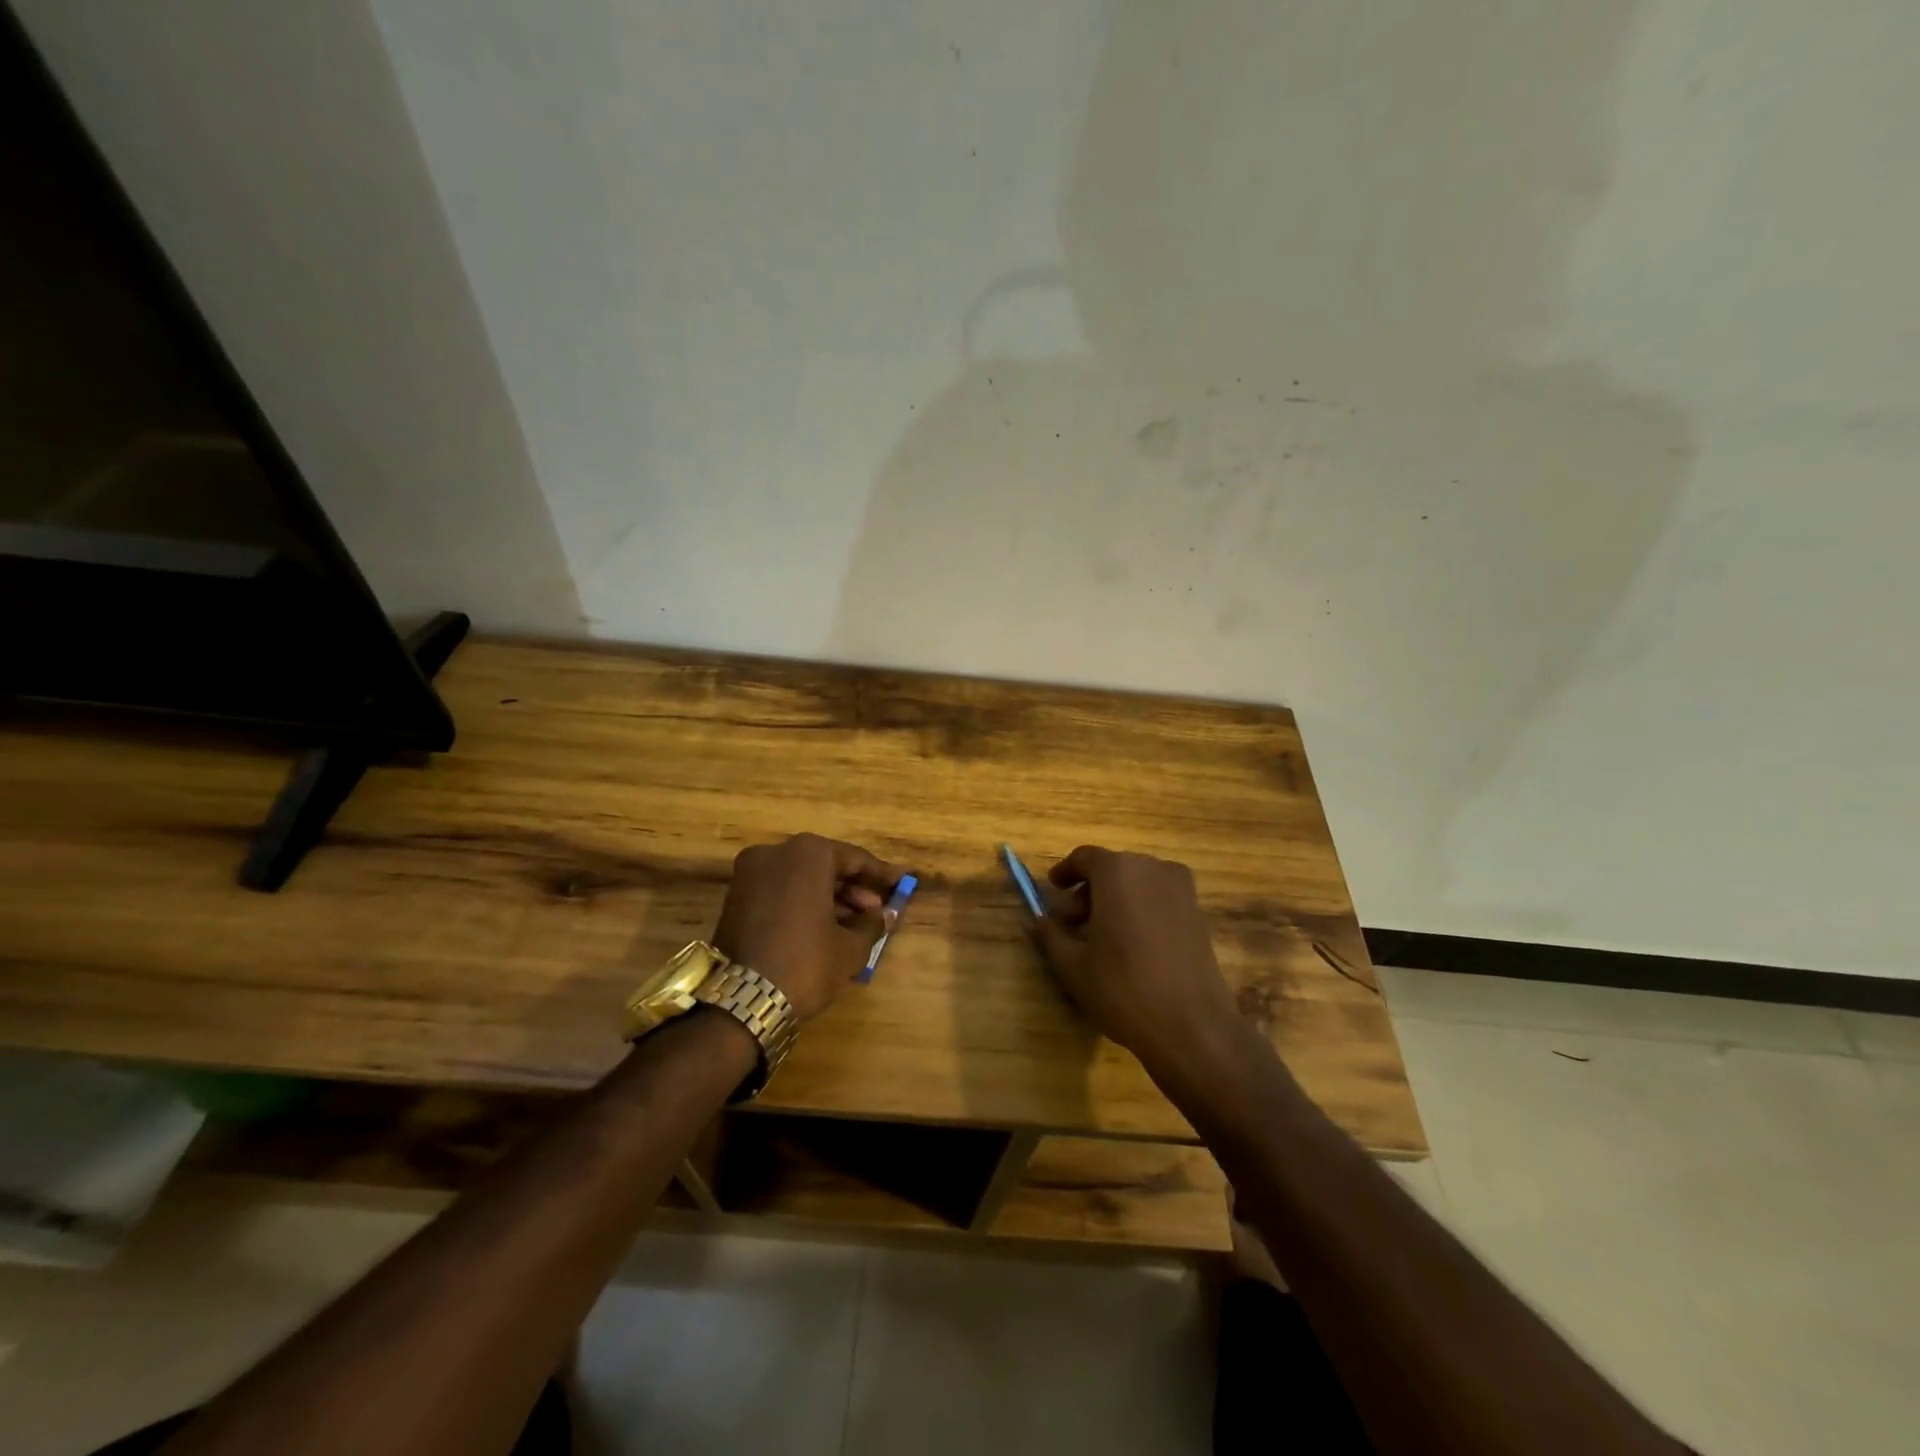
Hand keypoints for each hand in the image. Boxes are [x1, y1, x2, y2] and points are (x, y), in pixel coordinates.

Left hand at [711, 833, 902, 1021]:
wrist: (742, 1001)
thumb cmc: (806, 963)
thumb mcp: (850, 947)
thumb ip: (872, 924)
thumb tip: (886, 914)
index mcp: (807, 854)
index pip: (854, 859)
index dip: (880, 875)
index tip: (901, 883)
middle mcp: (775, 852)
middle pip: (825, 865)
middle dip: (852, 888)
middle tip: (875, 911)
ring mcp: (750, 873)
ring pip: (801, 878)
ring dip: (828, 897)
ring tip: (853, 925)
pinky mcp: (735, 896)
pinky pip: (780, 891)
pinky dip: (802, 903)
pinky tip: (822, 928)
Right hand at [1028, 846, 1243, 1074]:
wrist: (1192, 1025)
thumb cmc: (1123, 988)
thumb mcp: (1073, 966)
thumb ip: (1050, 936)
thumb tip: (1037, 921)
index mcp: (1118, 871)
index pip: (1084, 858)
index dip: (1065, 872)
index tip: (1053, 890)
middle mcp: (1152, 868)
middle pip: (1112, 869)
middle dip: (1089, 890)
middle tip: (1072, 922)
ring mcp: (1181, 889)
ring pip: (1138, 883)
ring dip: (1116, 899)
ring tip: (1102, 937)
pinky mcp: (1198, 912)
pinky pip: (1159, 898)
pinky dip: (1141, 909)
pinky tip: (1132, 945)